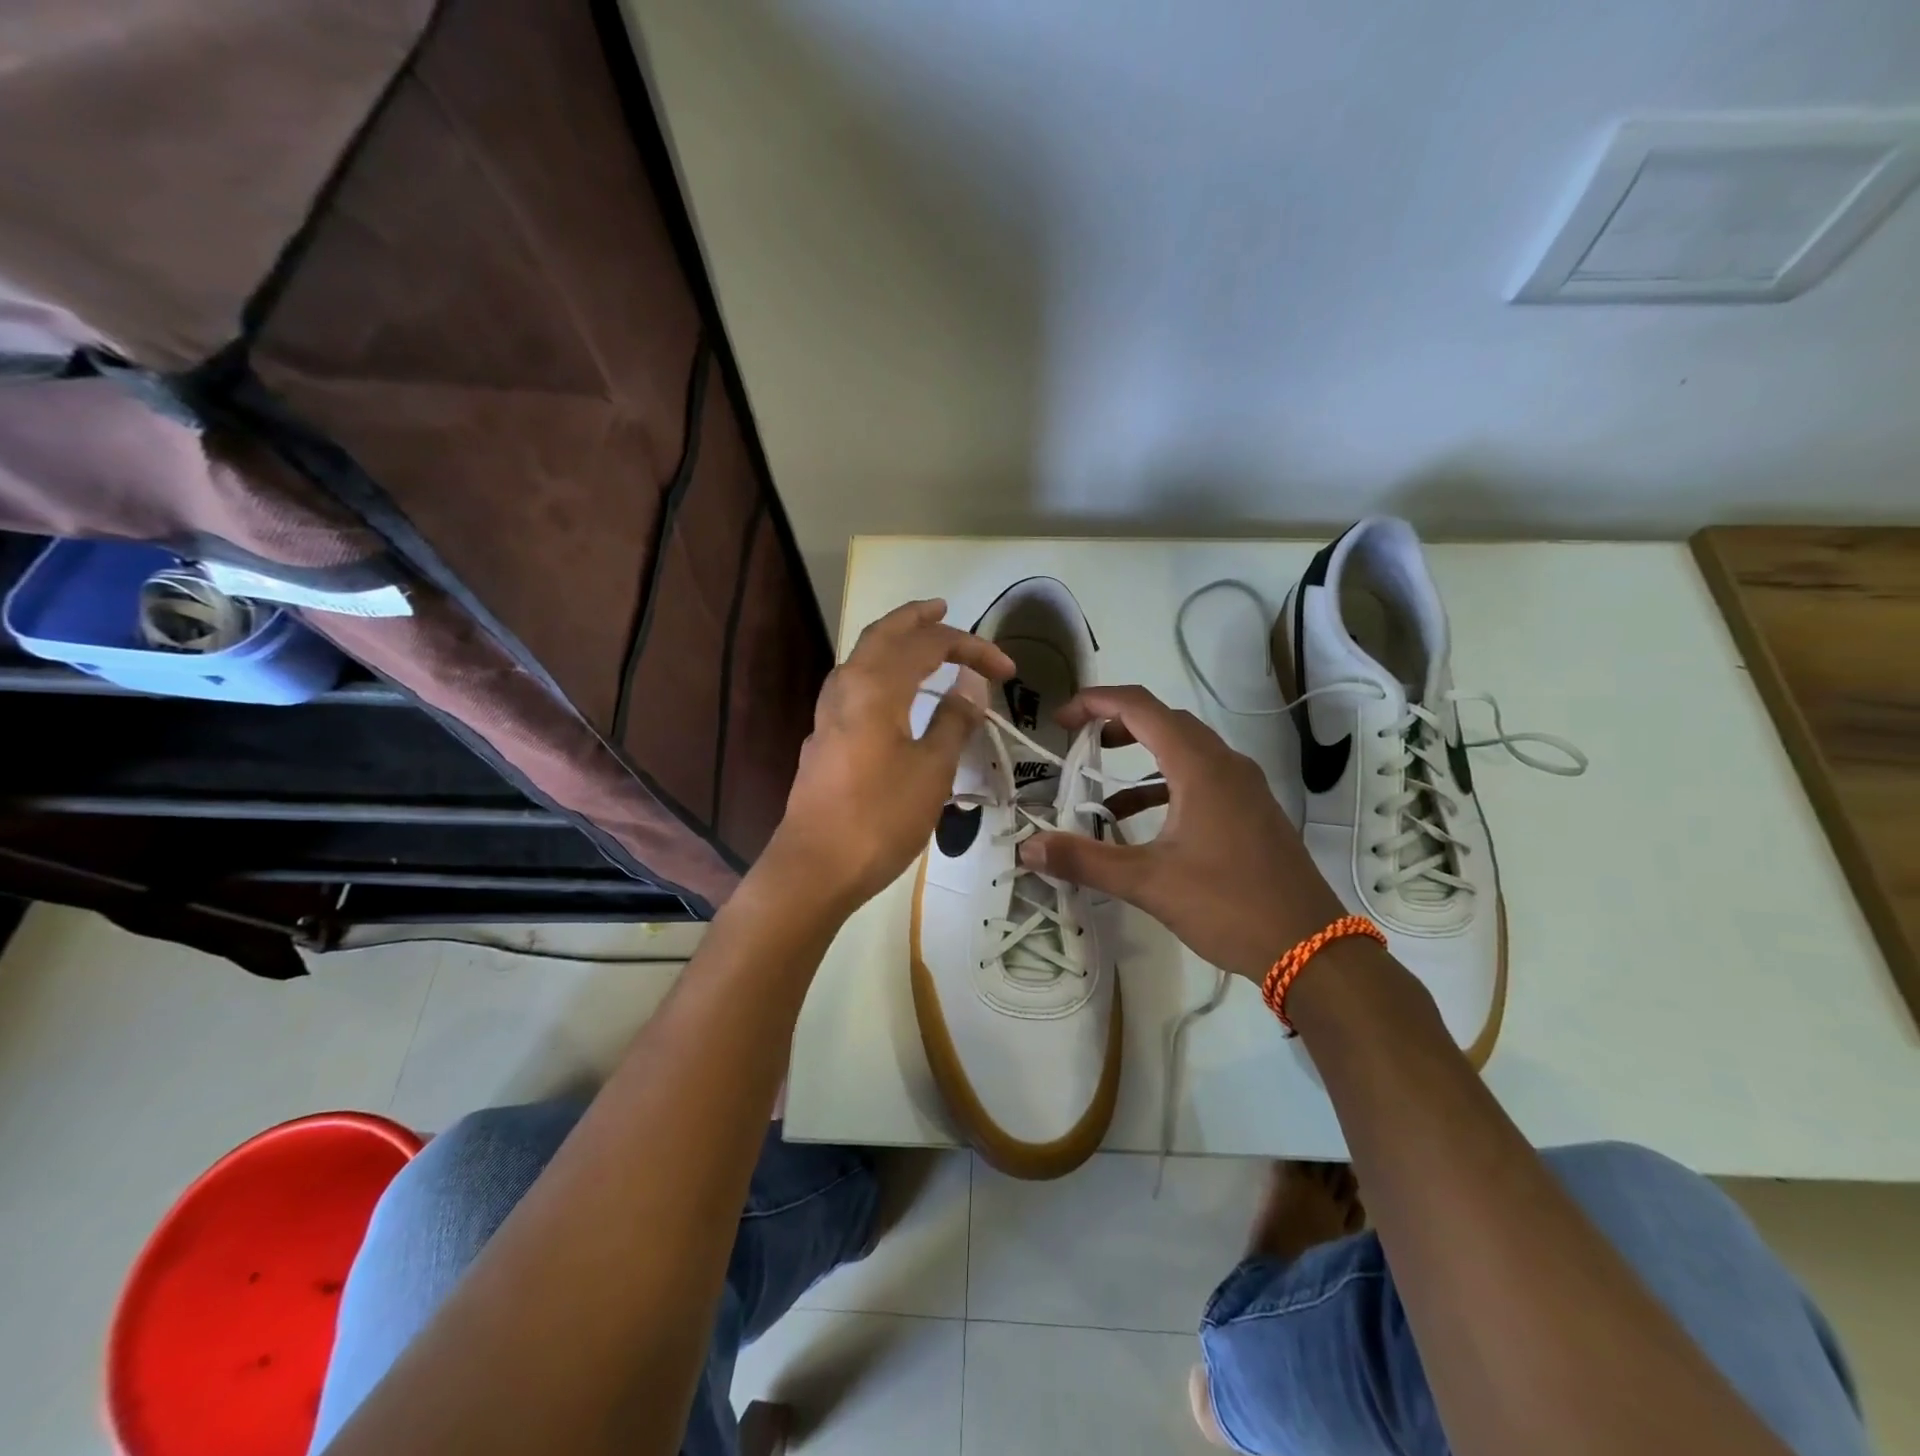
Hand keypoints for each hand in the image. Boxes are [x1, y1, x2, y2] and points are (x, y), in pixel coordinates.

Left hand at [763, 598, 1014, 912]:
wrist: (815, 867)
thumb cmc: (880, 817)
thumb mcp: (931, 770)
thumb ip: (952, 721)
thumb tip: (970, 687)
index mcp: (876, 686)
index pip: (930, 645)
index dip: (972, 649)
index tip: (1007, 672)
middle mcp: (847, 686)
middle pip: (884, 634)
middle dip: (917, 619)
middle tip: (945, 610)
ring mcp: (829, 712)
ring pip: (863, 657)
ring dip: (894, 640)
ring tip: (922, 640)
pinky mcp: (825, 736)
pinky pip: (855, 683)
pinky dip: (881, 669)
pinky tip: (894, 690)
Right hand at [1018, 685, 1346, 981]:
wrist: (1311, 949)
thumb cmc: (1228, 905)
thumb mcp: (1148, 883)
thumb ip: (1085, 860)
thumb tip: (1027, 848)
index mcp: (1200, 767)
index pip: (1140, 707)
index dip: (1095, 702)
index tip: (1059, 720)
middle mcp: (1225, 764)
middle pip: (1164, 720)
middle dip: (1115, 723)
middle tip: (1076, 742)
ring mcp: (1244, 787)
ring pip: (1185, 748)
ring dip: (1140, 755)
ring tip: (1099, 779)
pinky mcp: (1251, 811)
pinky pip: (1200, 777)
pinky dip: (1163, 785)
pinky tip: (1139, 819)